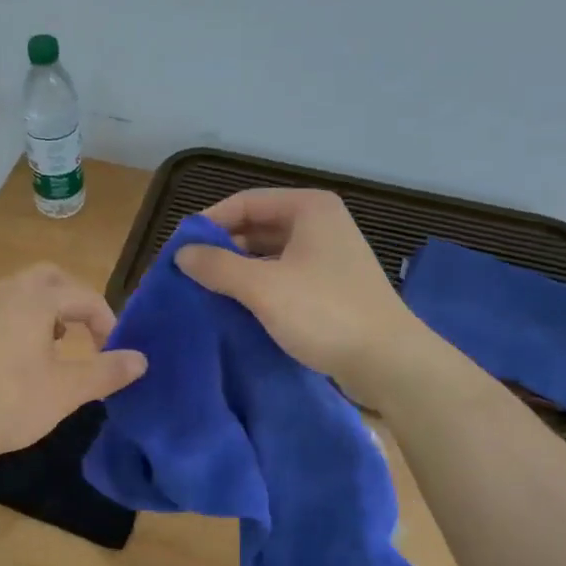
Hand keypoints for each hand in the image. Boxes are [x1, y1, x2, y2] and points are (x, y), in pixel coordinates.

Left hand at [0, 263, 147, 462]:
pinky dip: (20, 321)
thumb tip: (142, 360)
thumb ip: (107, 372)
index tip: (113, 352)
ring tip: (57, 344)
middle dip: (73, 299)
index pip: (83, 296)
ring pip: (20, 292)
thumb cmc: (11, 401)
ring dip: (46, 309)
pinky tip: (20, 360)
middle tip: (86, 331)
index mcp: (34, 299)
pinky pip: (0, 311)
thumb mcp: (68, 390)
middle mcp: (5, 294)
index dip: (106, 320)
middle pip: (48, 277)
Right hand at [175, 188, 424, 395]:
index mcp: (309, 208)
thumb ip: (217, 266)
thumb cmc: (324, 312)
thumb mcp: (262, 287)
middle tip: (187, 273)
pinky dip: (257, 287)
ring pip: (268, 254)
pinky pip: (283, 276)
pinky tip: (235, 307)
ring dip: (237, 270)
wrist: (388, 362)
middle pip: (256, 226)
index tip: (178, 250)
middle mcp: (320, 224)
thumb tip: (181, 254)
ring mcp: (327, 256)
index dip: (208, 223)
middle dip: (221, 248)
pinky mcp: (330, 287)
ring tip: (204, 291)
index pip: (244, 202)